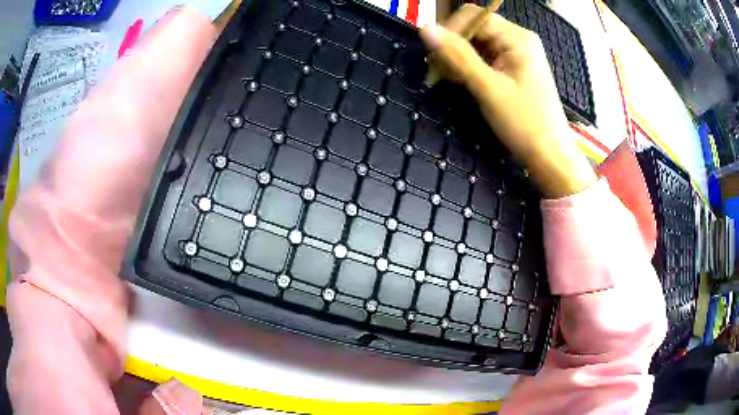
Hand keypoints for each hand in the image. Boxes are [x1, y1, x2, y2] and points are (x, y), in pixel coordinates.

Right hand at [420, 4, 595, 197]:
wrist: (550, 157)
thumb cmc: (525, 123)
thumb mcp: (488, 88)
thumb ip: (457, 56)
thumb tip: (424, 29)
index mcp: (517, 38)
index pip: (473, 17)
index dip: (450, 31)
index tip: (434, 58)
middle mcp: (517, 40)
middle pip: (474, 29)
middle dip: (452, 47)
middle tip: (438, 74)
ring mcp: (516, 55)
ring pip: (476, 45)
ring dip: (457, 59)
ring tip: (448, 80)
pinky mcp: (512, 70)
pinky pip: (484, 59)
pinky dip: (469, 68)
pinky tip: (462, 82)